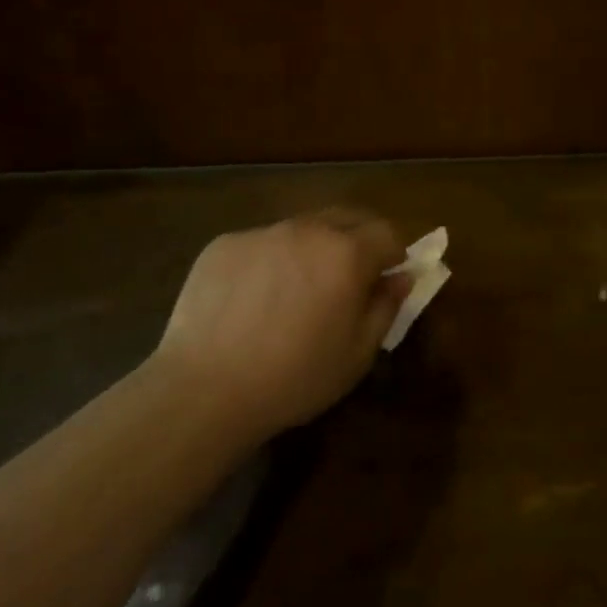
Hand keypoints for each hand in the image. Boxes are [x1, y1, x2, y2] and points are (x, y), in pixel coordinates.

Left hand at [157, 209, 410, 436]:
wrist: (205, 388)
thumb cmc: (294, 378)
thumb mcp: (357, 354)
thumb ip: (386, 307)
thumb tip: (402, 277)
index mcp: (346, 254)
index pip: (386, 232)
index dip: (393, 254)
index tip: (386, 278)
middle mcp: (306, 230)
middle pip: (345, 218)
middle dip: (357, 240)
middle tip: (349, 278)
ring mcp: (261, 233)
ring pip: (301, 228)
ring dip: (312, 248)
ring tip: (296, 290)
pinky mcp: (224, 244)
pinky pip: (261, 243)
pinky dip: (270, 261)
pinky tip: (253, 300)